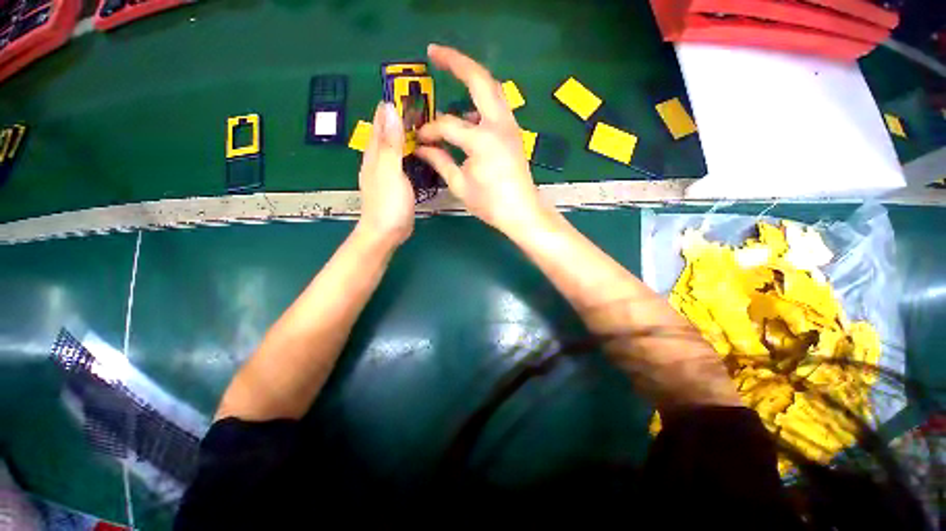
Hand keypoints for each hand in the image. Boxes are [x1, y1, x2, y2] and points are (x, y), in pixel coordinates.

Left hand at [358, 101, 414, 245]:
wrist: (386, 233)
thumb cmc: (388, 203)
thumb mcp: (390, 170)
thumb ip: (391, 143)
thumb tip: (389, 108)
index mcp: (374, 153)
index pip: (380, 122)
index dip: (390, 106)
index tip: (404, 90)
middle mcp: (377, 160)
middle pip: (387, 133)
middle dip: (399, 118)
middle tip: (420, 106)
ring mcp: (386, 173)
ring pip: (394, 147)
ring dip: (405, 135)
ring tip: (422, 125)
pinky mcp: (395, 184)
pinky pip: (402, 162)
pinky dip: (409, 153)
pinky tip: (418, 153)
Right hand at [416, 44, 547, 235]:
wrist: (522, 213)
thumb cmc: (491, 204)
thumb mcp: (460, 185)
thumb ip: (440, 162)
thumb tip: (422, 148)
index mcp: (482, 140)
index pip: (447, 125)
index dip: (430, 130)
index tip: (419, 139)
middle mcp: (498, 125)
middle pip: (479, 80)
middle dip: (456, 61)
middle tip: (434, 52)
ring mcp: (510, 126)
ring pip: (492, 89)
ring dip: (472, 77)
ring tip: (452, 72)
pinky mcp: (513, 133)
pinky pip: (497, 106)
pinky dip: (482, 100)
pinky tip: (469, 110)